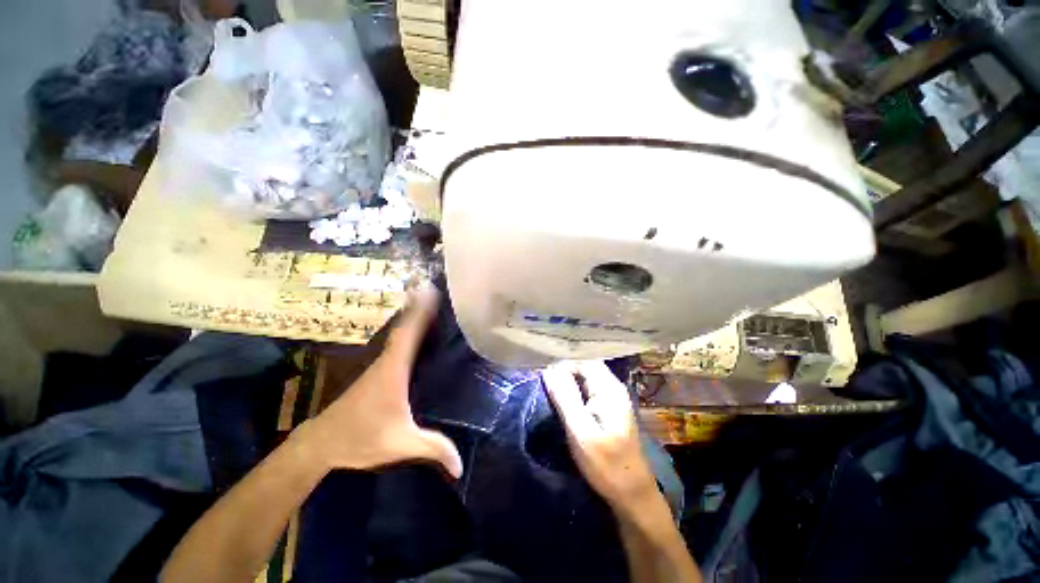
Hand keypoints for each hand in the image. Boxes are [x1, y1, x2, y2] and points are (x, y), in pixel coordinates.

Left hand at [300, 284, 462, 477]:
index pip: (408, 334)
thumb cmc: (359, 439)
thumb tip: (461, 467)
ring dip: (412, 317)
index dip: (420, 312)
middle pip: (405, 327)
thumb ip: (432, 450)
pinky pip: (396, 344)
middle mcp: (386, 361)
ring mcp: (379, 365)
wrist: (320, 444)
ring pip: (399, 333)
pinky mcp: (376, 372)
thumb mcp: (400, 444)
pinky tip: (417, 333)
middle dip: (419, 306)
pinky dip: (407, 331)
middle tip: (434, 288)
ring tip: (429, 302)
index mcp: (392, 370)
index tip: (430, 290)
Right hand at [543, 361, 657, 511]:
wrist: (632, 493)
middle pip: (585, 368)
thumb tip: (549, 370)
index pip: (583, 361)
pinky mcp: (609, 410)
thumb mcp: (580, 431)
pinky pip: (589, 391)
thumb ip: (565, 398)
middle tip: (544, 384)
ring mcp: (613, 399)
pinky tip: (564, 401)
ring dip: (568, 382)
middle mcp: (613, 388)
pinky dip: (575, 392)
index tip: (544, 376)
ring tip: (550, 391)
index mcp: (609, 388)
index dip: (563, 365)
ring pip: (586, 379)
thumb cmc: (606, 464)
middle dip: (564, 372)